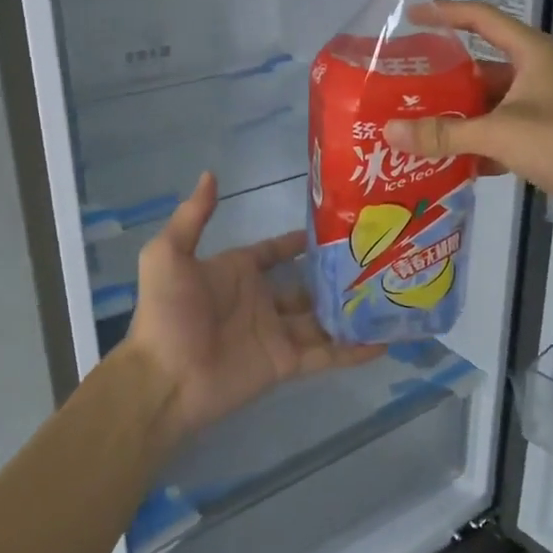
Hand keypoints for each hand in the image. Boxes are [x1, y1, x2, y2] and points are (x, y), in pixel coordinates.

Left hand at [125, 172, 383, 441]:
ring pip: (323, 318)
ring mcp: (277, 333)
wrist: (164, 378)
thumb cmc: (168, 313)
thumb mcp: (169, 255)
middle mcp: (261, 300)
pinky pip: (326, 354)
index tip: (338, 226)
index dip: (302, 241)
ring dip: (350, 310)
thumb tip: (210, 173)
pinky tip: (383, 342)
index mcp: (238, 272)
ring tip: (388, 296)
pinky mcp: (286, 363)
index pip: (276, 251)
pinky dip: (353, 351)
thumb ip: (193, 216)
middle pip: (307, 284)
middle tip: (375, 260)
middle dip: (336, 275)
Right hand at [383, 1, 552, 233]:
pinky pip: (500, 134)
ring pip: (489, 104)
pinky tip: (446, 160)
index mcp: (531, 52)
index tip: (411, 17)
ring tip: (414, 124)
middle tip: (402, 86)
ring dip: (457, 115)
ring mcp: (542, 107)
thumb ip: (444, 133)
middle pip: (480, 66)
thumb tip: (390, 132)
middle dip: (443, 77)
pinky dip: (476, 145)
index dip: (446, 13)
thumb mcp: (499, 132)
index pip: (482, 18)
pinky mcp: (545, 139)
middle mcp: (536, 73)